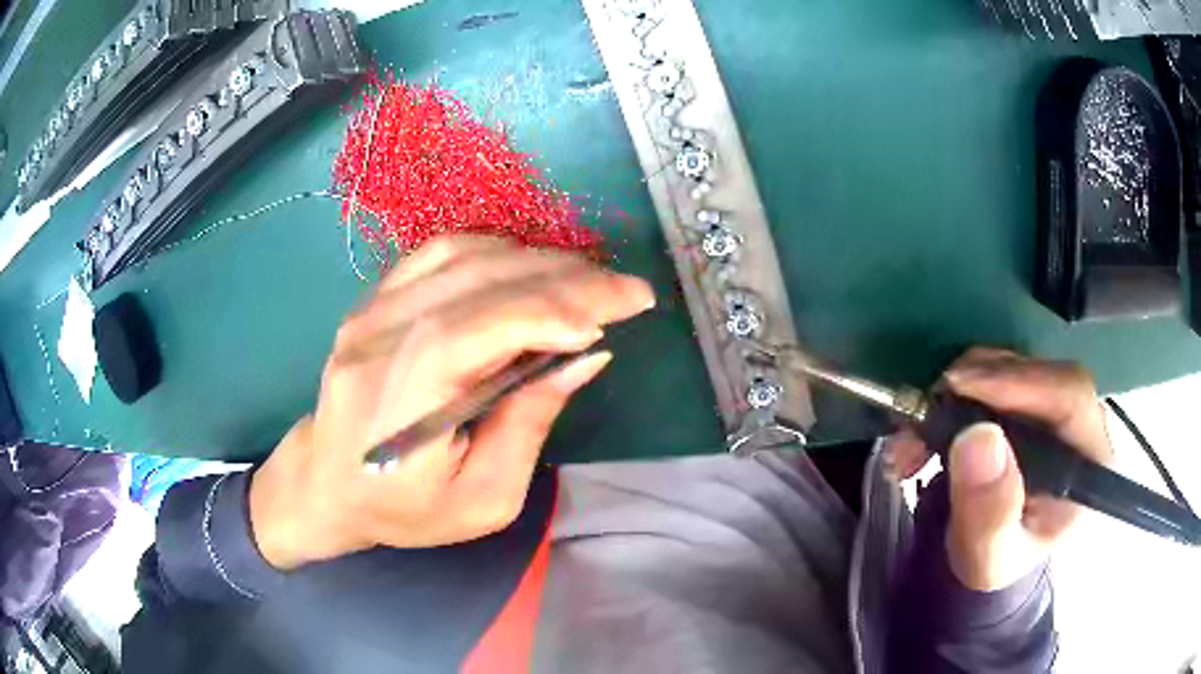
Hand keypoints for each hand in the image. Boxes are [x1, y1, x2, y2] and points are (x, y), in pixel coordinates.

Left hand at [248, 236, 654, 569]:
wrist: (326, 482)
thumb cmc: (403, 509)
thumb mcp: (483, 500)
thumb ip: (530, 423)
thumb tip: (585, 355)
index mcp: (399, 400)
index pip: (477, 327)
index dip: (553, 309)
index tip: (622, 309)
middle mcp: (378, 337)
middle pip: (480, 280)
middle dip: (568, 279)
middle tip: (626, 291)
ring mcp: (370, 308)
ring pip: (466, 254)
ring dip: (540, 261)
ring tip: (589, 282)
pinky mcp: (374, 297)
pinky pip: (442, 251)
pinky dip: (499, 251)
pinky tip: (533, 270)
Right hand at [890, 348, 1112, 590]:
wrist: (988, 553)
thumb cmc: (996, 562)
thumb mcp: (988, 559)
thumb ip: (988, 513)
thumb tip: (978, 439)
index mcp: (1090, 460)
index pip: (1069, 395)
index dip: (1019, 381)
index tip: (959, 387)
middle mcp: (1081, 421)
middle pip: (1038, 372)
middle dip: (976, 387)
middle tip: (924, 416)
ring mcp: (1055, 403)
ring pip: (1012, 366)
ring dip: (958, 390)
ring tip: (915, 435)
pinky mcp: (1029, 396)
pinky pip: (995, 372)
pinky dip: (956, 391)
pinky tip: (930, 424)